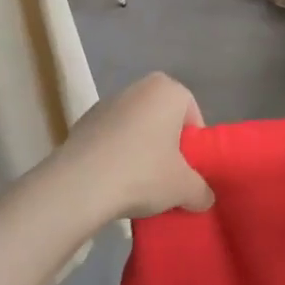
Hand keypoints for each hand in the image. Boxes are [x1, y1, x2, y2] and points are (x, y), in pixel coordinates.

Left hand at [59, 73, 213, 219]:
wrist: (81, 184)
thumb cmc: (143, 173)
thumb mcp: (183, 188)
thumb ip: (201, 191)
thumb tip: (204, 198)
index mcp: (168, 90)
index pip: (192, 115)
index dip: (194, 145)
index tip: (189, 171)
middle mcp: (139, 87)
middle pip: (163, 118)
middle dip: (167, 144)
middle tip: (168, 176)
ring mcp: (107, 102)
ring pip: (136, 126)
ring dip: (140, 148)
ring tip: (138, 183)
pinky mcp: (84, 121)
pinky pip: (111, 137)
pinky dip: (116, 153)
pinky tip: (113, 180)